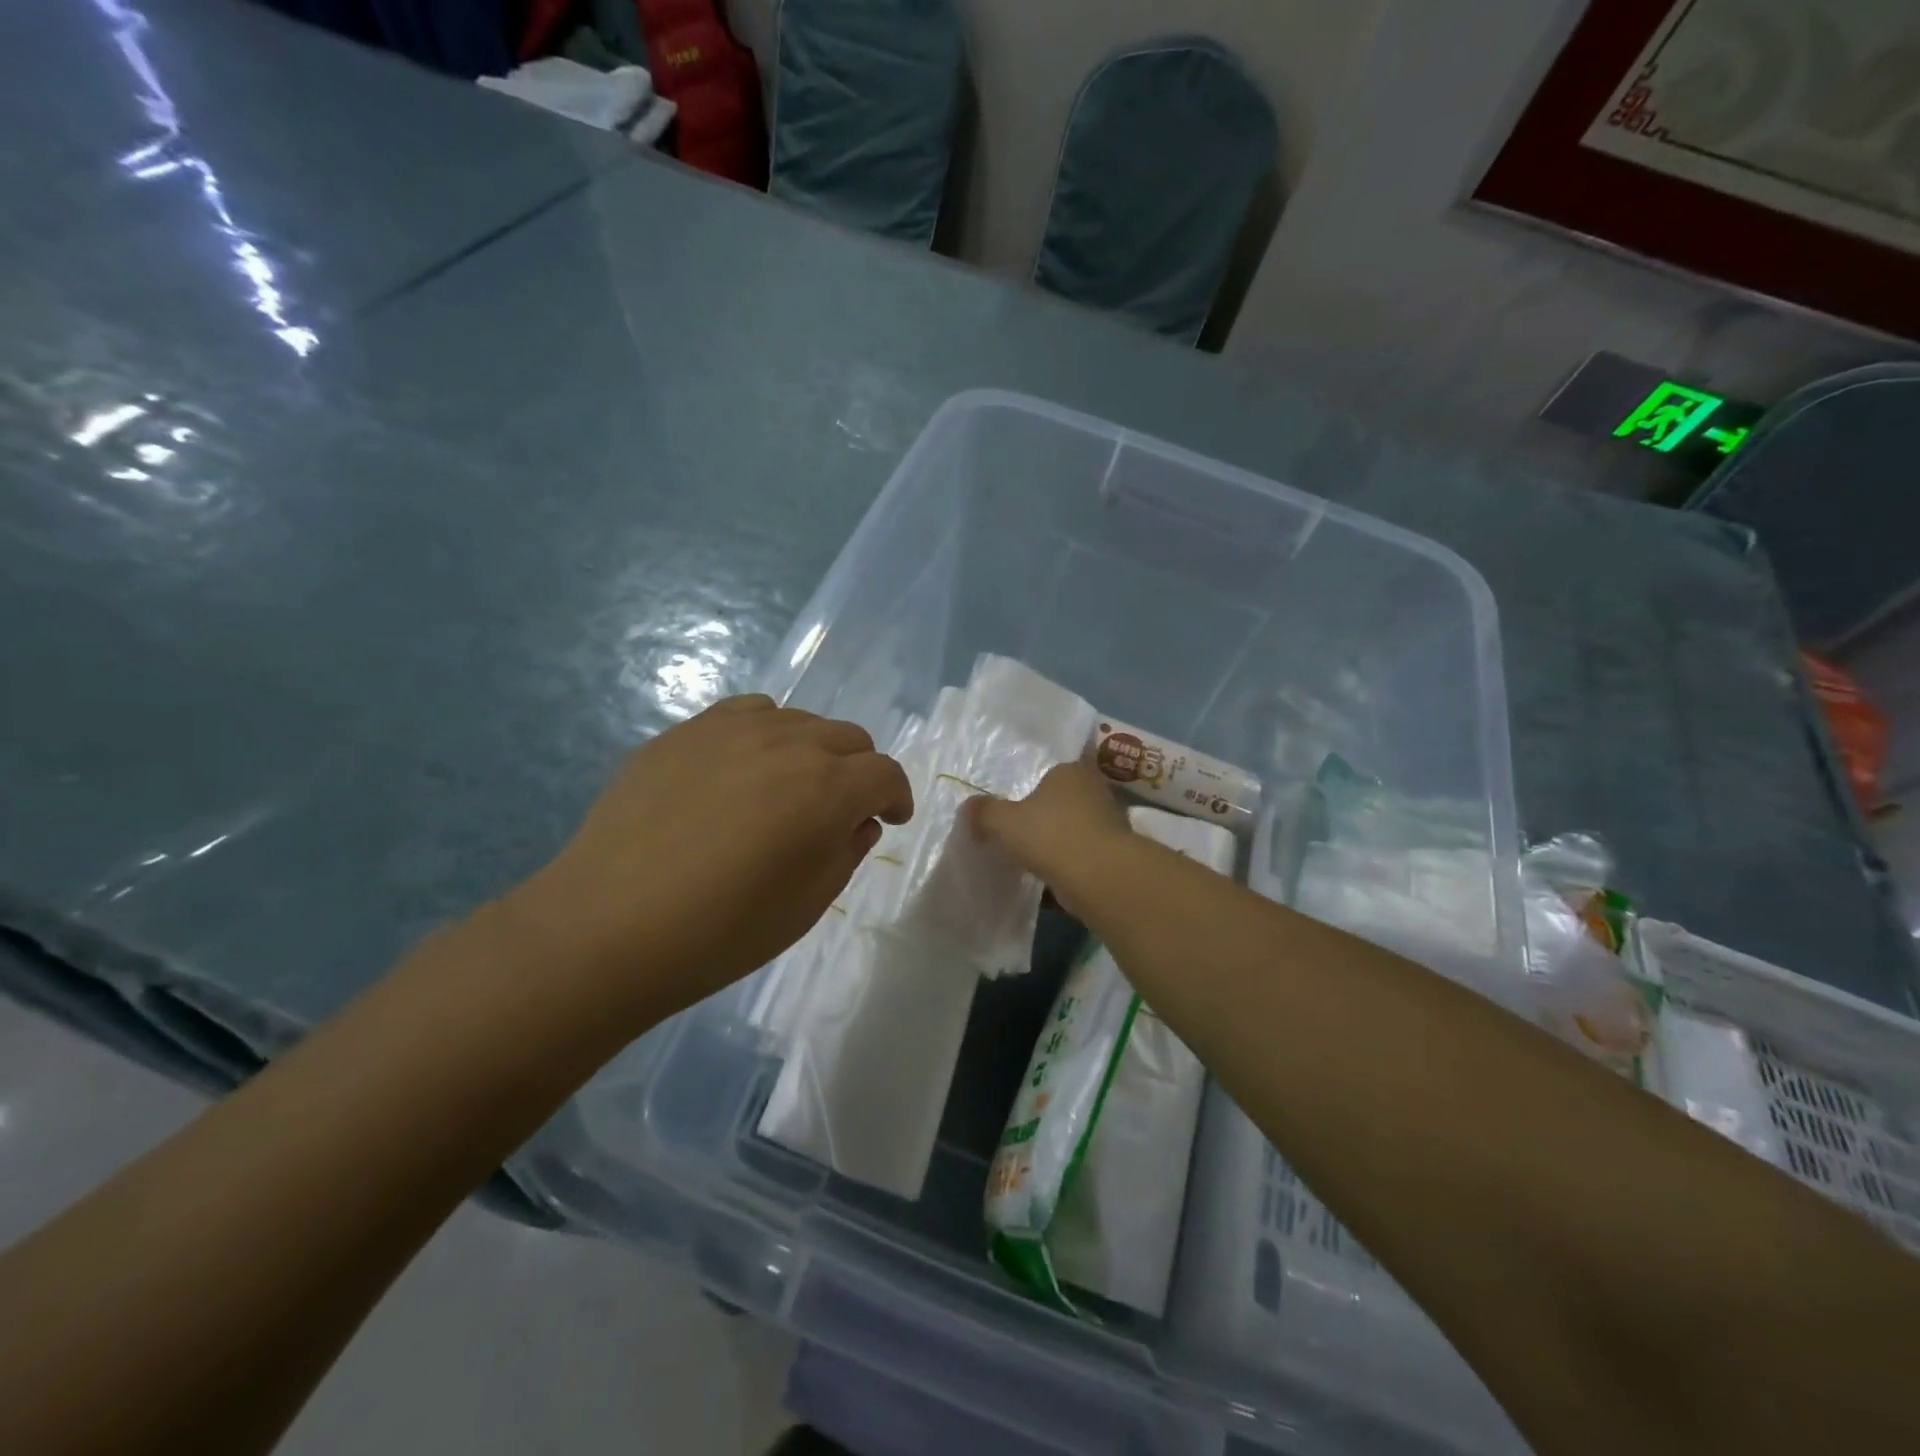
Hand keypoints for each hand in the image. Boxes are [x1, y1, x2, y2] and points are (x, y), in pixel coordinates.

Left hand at [502, 695, 912, 1018]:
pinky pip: (745, 714)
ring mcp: (731, 729)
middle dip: (859, 772)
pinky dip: (764, 735)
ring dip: (813, 750)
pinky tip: (742, 770)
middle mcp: (788, 742)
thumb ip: (847, 851)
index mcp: (827, 788)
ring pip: (799, 720)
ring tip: (790, 787)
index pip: (885, 773)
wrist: (608, 926)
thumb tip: (857, 822)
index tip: (890, 820)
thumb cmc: (722, 930)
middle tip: (841, 810)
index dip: (896, 796)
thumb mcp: (809, 903)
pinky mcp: (685, 732)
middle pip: (849, 737)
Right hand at [964, 761, 1131, 916]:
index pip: (1049, 774)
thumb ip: (984, 812)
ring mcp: (1110, 822)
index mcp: (1070, 771)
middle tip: (1021, 836)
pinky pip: (1084, 855)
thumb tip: (968, 807)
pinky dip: (1070, 865)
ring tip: (1034, 860)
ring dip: (1058, 843)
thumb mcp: (1003, 821)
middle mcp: (1094, 790)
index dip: (1030, 793)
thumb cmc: (1050, 835)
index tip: (1014, 813)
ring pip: (1075, 829)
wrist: (1099, 876)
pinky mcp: (1115, 853)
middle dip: (1045, 818)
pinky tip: (1051, 879)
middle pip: (1063, 802)